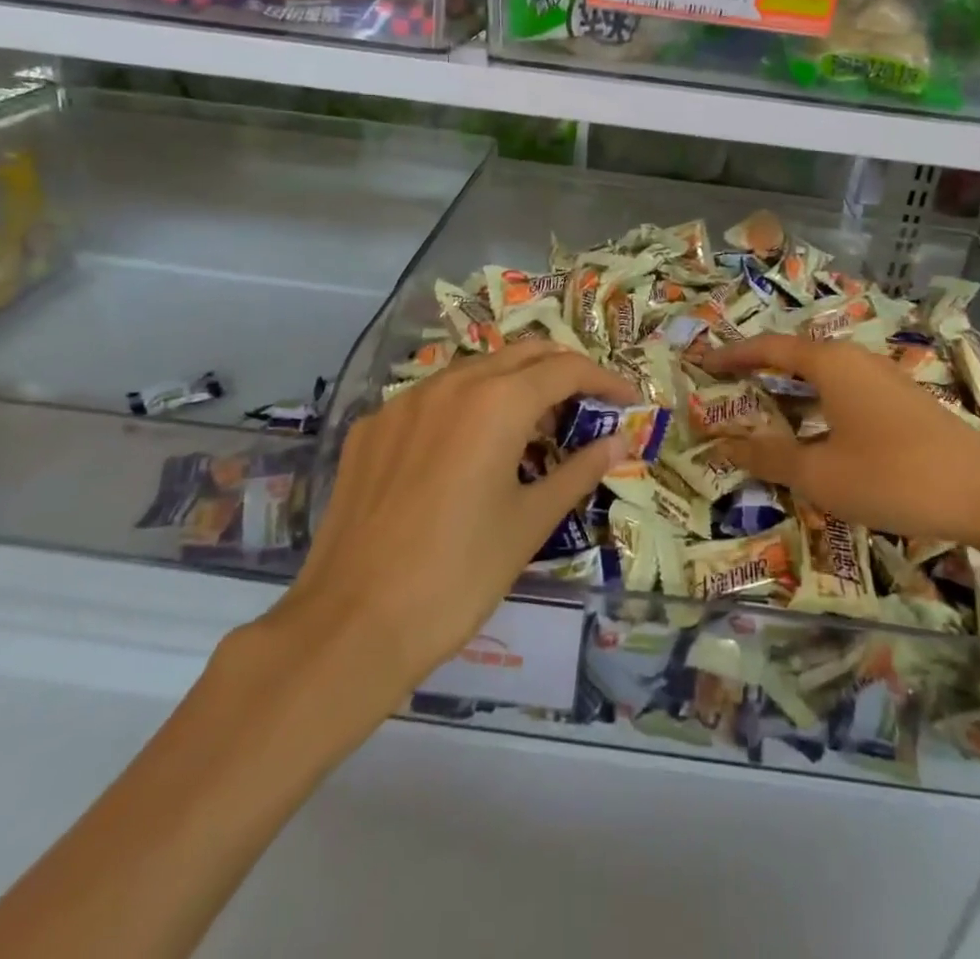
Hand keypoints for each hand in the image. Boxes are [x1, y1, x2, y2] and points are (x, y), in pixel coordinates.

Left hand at [259, 342, 635, 699]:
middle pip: (521, 354)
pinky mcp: (370, 428)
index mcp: (496, 402)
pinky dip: (464, 408)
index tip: (628, 401)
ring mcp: (403, 402)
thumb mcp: (530, 523)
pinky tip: (465, 452)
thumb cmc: (458, 575)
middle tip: (586, 408)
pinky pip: (431, 399)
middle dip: (561, 372)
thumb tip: (619, 442)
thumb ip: (579, 471)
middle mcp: (449, 384)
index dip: (604, 380)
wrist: (352, 624)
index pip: (565, 368)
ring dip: (512, 386)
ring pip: (474, 371)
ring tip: (531, 430)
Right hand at [698, 334, 979, 557]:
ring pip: (822, 373)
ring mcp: (884, 378)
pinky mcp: (903, 401)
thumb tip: (725, 445)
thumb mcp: (820, 475)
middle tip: (727, 385)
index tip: (702, 362)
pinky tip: (816, 431)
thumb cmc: (894, 477)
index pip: (768, 347)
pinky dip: (816, 402)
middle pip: (795, 354)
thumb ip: (769, 456)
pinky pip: (844, 390)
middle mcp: (855, 360)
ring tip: (763, 409)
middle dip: (759, 368)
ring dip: (789, 388)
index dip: (732, 355)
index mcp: (830, 363)